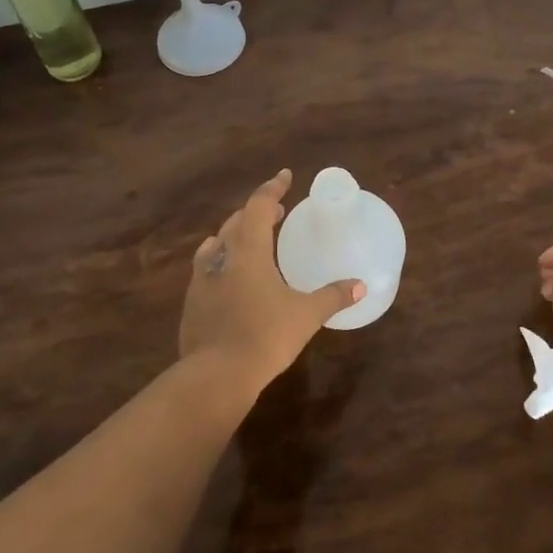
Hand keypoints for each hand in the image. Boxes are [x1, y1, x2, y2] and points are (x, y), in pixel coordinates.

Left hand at [180, 169, 365, 396]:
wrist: (215, 376)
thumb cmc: (265, 336)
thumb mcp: (306, 315)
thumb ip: (333, 296)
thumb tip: (360, 286)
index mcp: (249, 251)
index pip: (258, 206)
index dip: (272, 188)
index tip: (285, 176)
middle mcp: (221, 257)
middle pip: (236, 222)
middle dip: (256, 212)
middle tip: (277, 211)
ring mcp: (202, 280)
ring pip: (217, 245)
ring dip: (235, 235)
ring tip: (251, 239)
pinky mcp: (192, 304)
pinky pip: (207, 270)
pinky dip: (222, 262)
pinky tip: (230, 278)